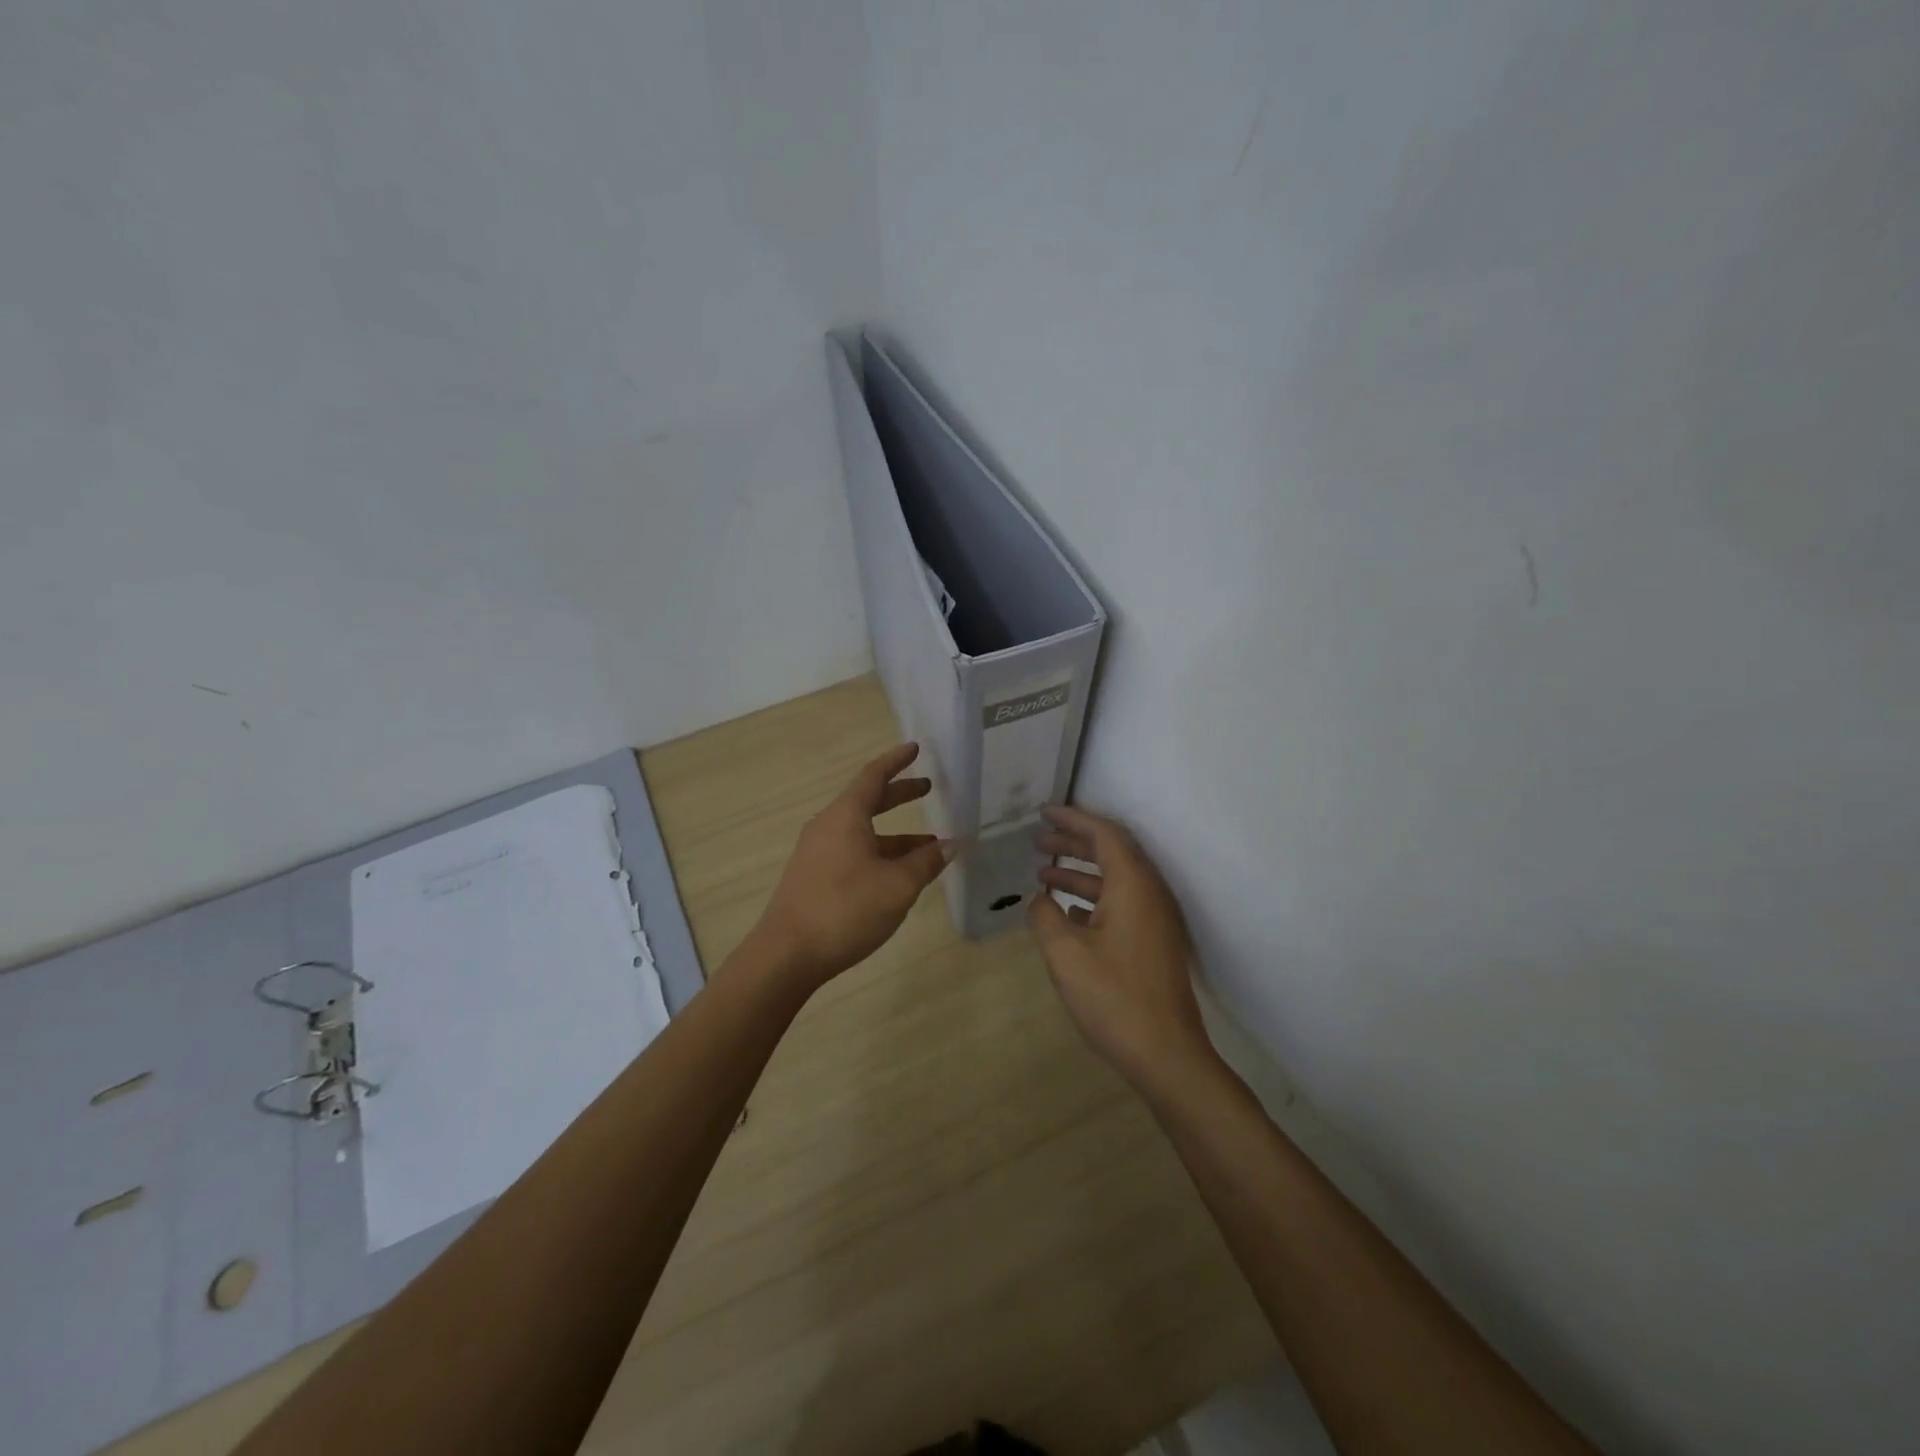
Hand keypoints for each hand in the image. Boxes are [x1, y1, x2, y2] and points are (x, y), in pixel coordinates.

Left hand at [751, 744, 950, 988]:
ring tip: (930, 847)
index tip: (915, 749)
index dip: (896, 761)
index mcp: (846, 816)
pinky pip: (854, 853)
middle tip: (927, 789)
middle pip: (867, 801)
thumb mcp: (898, 886)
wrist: (787, 955)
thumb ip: (926, 863)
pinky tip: (900, 876)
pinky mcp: (814, 878)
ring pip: (863, 832)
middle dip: (899, 795)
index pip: (873, 776)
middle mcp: (828, 827)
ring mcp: (818, 853)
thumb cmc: (846, 909)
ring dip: (896, 835)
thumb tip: (949, 846)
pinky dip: (880, 854)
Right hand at [1028, 804, 1218, 1091]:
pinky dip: (1092, 899)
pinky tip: (1065, 912)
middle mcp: (1149, 893)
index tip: (1044, 812)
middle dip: (1073, 843)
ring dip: (1080, 873)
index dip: (1072, 819)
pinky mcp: (1153, 943)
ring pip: (1114, 881)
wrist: (1166, 1054)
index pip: (1104, 834)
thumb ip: (1044, 916)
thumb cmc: (1113, 997)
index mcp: (1133, 885)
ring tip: (1042, 874)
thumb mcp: (1065, 954)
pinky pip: (1120, 904)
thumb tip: (1038, 899)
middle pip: (1111, 853)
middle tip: (1037, 842)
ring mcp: (1155, 920)